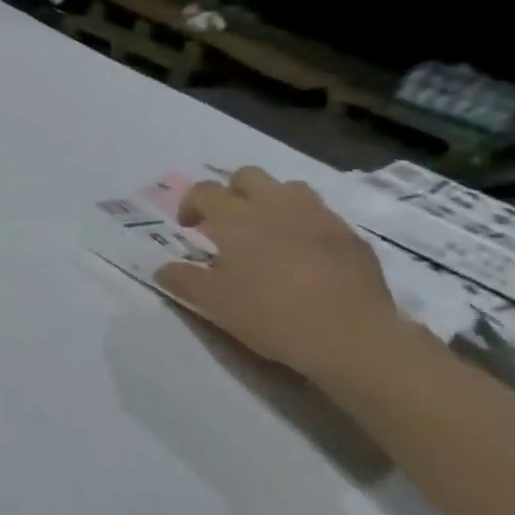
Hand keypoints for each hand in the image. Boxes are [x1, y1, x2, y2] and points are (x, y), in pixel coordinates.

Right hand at [155, 167, 408, 385]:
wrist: (352, 337)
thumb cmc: (271, 315)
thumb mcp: (215, 303)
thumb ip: (183, 281)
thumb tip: (162, 269)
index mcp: (236, 217)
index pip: (204, 191)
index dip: (191, 204)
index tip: (189, 228)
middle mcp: (275, 205)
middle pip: (248, 176)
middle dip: (232, 192)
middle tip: (228, 224)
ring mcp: (318, 217)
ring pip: (289, 189)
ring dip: (272, 202)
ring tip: (269, 233)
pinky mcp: (350, 237)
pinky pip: (321, 216)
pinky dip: (306, 226)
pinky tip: (306, 257)